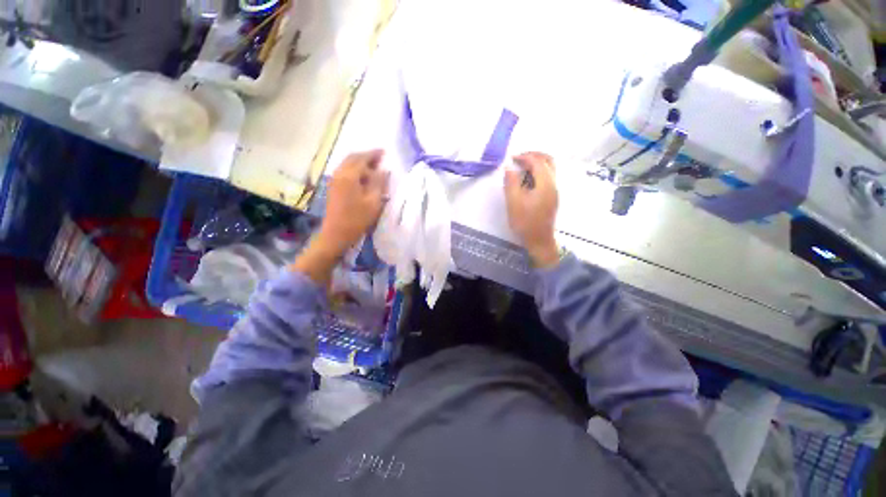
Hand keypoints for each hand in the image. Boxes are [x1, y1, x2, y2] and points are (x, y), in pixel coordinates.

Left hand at [293, 150, 387, 284]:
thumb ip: (379, 183)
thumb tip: (384, 170)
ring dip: (360, 163)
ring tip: (374, 168)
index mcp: (349, 176)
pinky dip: (355, 170)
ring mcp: (334, 180)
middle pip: (352, 158)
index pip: (362, 158)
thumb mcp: (373, 202)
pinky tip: (363, 178)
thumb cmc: (357, 219)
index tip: (384, 152)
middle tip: (380, 159)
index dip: (374, 154)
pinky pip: (345, 172)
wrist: (336, 234)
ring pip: (347, 164)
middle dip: (366, 156)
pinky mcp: (333, 188)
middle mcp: (339, 174)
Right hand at [504, 152, 559, 268]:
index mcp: (545, 184)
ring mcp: (555, 191)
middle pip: (548, 161)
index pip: (537, 162)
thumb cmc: (525, 222)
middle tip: (519, 158)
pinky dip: (539, 171)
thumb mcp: (514, 203)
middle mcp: (553, 184)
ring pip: (550, 168)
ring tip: (522, 167)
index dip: (524, 157)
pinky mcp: (552, 197)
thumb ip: (511, 183)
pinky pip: (548, 177)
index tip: (511, 158)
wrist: (539, 241)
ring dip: (537, 163)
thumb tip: (509, 168)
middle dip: (534, 155)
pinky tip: (527, 179)